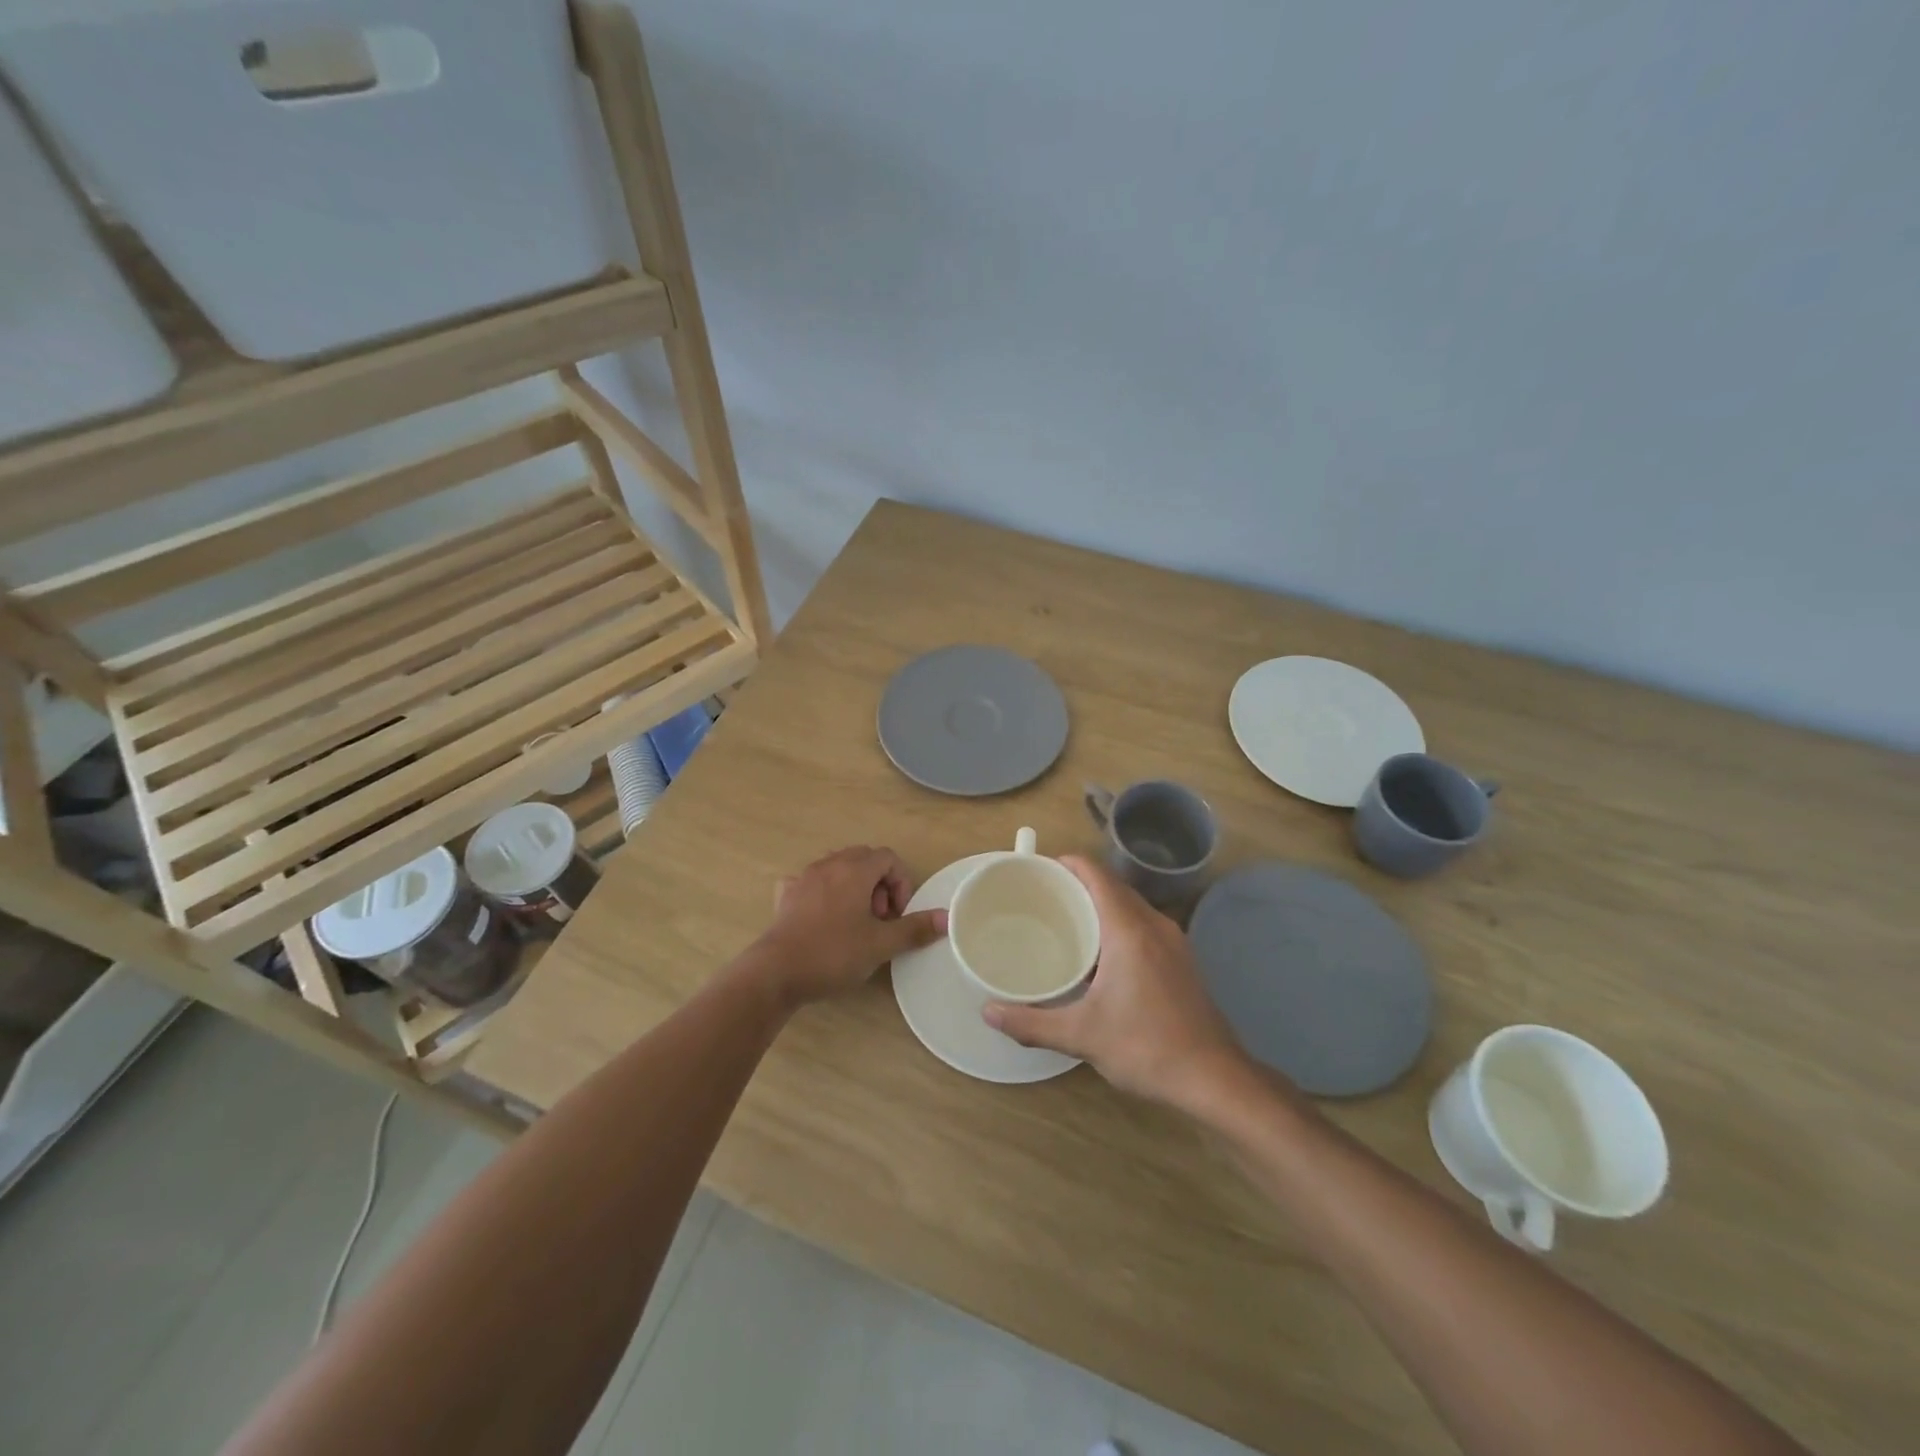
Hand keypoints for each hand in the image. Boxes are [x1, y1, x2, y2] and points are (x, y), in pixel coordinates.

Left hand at [751, 846, 946, 1007]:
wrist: (776, 972)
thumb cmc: (834, 953)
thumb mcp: (880, 944)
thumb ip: (914, 928)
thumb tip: (947, 917)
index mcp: (854, 870)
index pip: (888, 857)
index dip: (901, 882)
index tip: (897, 914)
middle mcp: (829, 864)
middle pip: (864, 859)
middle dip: (879, 884)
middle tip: (880, 919)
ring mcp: (804, 878)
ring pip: (838, 868)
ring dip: (854, 888)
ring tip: (856, 922)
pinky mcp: (786, 896)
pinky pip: (811, 882)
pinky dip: (824, 892)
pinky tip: (824, 917)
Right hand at [983, 856, 1248, 1107]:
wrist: (1215, 1078)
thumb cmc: (1146, 1047)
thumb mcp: (1082, 1036)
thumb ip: (1031, 1022)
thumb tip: (987, 1011)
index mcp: (1129, 930)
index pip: (1096, 874)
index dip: (1067, 863)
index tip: (1036, 870)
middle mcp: (1154, 925)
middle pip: (1112, 886)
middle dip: (1077, 884)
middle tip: (1040, 899)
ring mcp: (1173, 941)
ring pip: (1129, 906)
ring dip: (1099, 905)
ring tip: (1063, 923)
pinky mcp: (1181, 960)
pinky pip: (1142, 925)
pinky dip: (1117, 925)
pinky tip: (1098, 956)